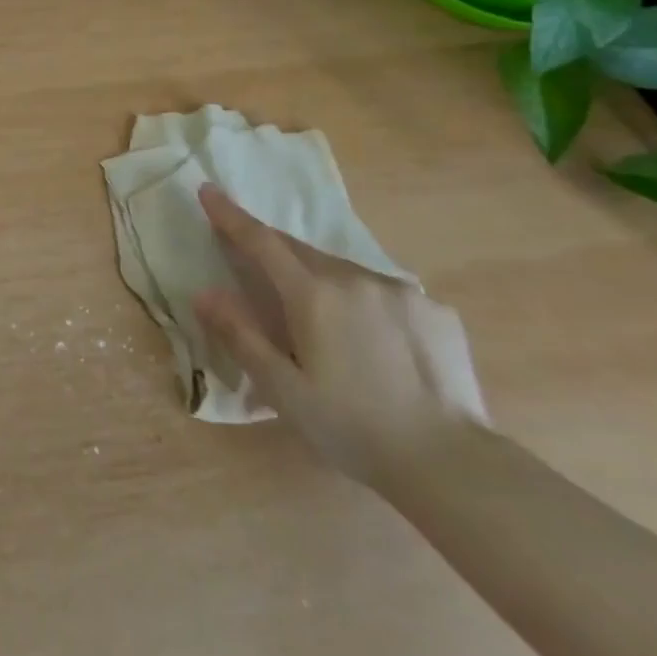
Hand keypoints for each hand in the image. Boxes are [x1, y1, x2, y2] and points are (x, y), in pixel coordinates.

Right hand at [192, 184, 489, 486]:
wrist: (452, 465)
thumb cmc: (353, 429)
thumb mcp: (283, 390)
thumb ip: (240, 336)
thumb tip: (204, 293)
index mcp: (314, 295)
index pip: (261, 241)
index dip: (231, 215)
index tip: (208, 190)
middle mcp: (356, 278)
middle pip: (301, 251)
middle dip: (274, 251)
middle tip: (257, 265)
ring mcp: (401, 291)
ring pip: (345, 272)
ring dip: (321, 280)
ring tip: (321, 321)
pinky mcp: (436, 311)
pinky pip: (385, 294)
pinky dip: (366, 303)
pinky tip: (376, 343)